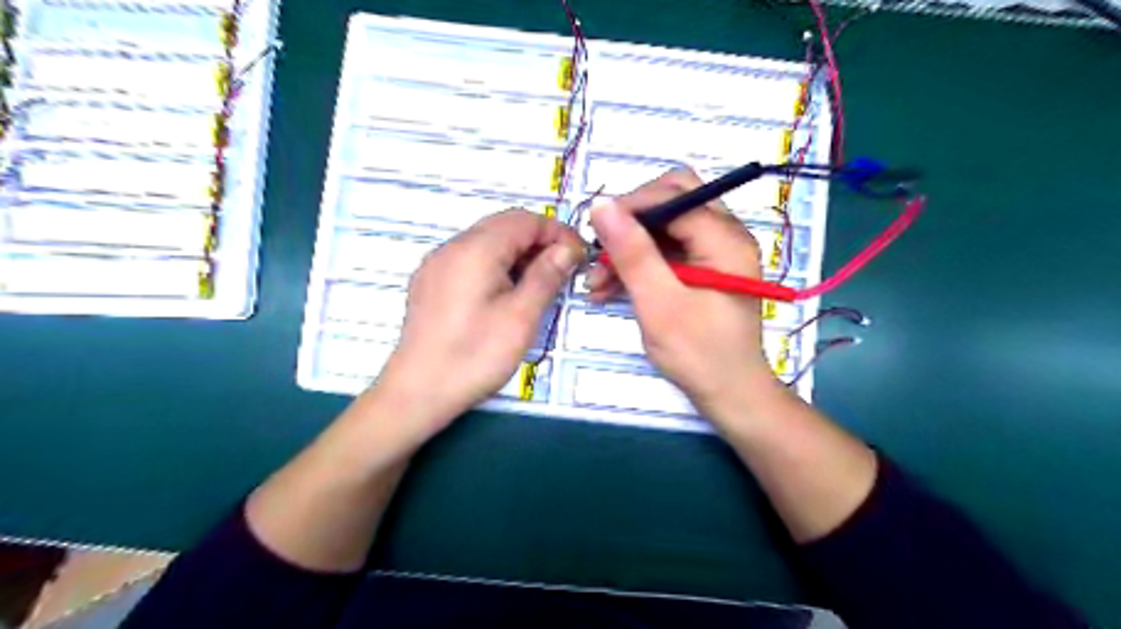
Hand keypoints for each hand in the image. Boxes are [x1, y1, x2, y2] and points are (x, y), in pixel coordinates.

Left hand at [374, 208, 585, 439]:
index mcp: (476, 249)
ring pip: (487, 242)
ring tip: (539, 284)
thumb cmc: (474, 355)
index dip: (557, 232)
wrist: (418, 392)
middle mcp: (452, 246)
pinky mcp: (430, 282)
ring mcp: (437, 263)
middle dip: (539, 241)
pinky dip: (497, 265)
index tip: (579, 257)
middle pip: (504, 225)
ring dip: (518, 253)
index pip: (525, 219)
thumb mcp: (521, 317)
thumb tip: (567, 248)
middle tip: (564, 271)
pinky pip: (470, 259)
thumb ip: (546, 276)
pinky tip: (506, 293)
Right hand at [589, 168, 780, 422]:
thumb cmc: (699, 354)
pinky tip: (611, 289)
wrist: (730, 395)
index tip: (595, 230)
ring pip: (664, 228)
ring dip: (628, 248)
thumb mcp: (660, 304)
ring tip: (597, 282)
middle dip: (630, 224)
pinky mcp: (703, 269)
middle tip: (599, 251)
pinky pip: (666, 251)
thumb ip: (633, 253)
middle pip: (671, 203)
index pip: (674, 195)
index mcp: (725, 239)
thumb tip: (602, 204)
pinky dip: (638, 265)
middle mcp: (725, 235)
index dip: (631, 206)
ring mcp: (715, 252)